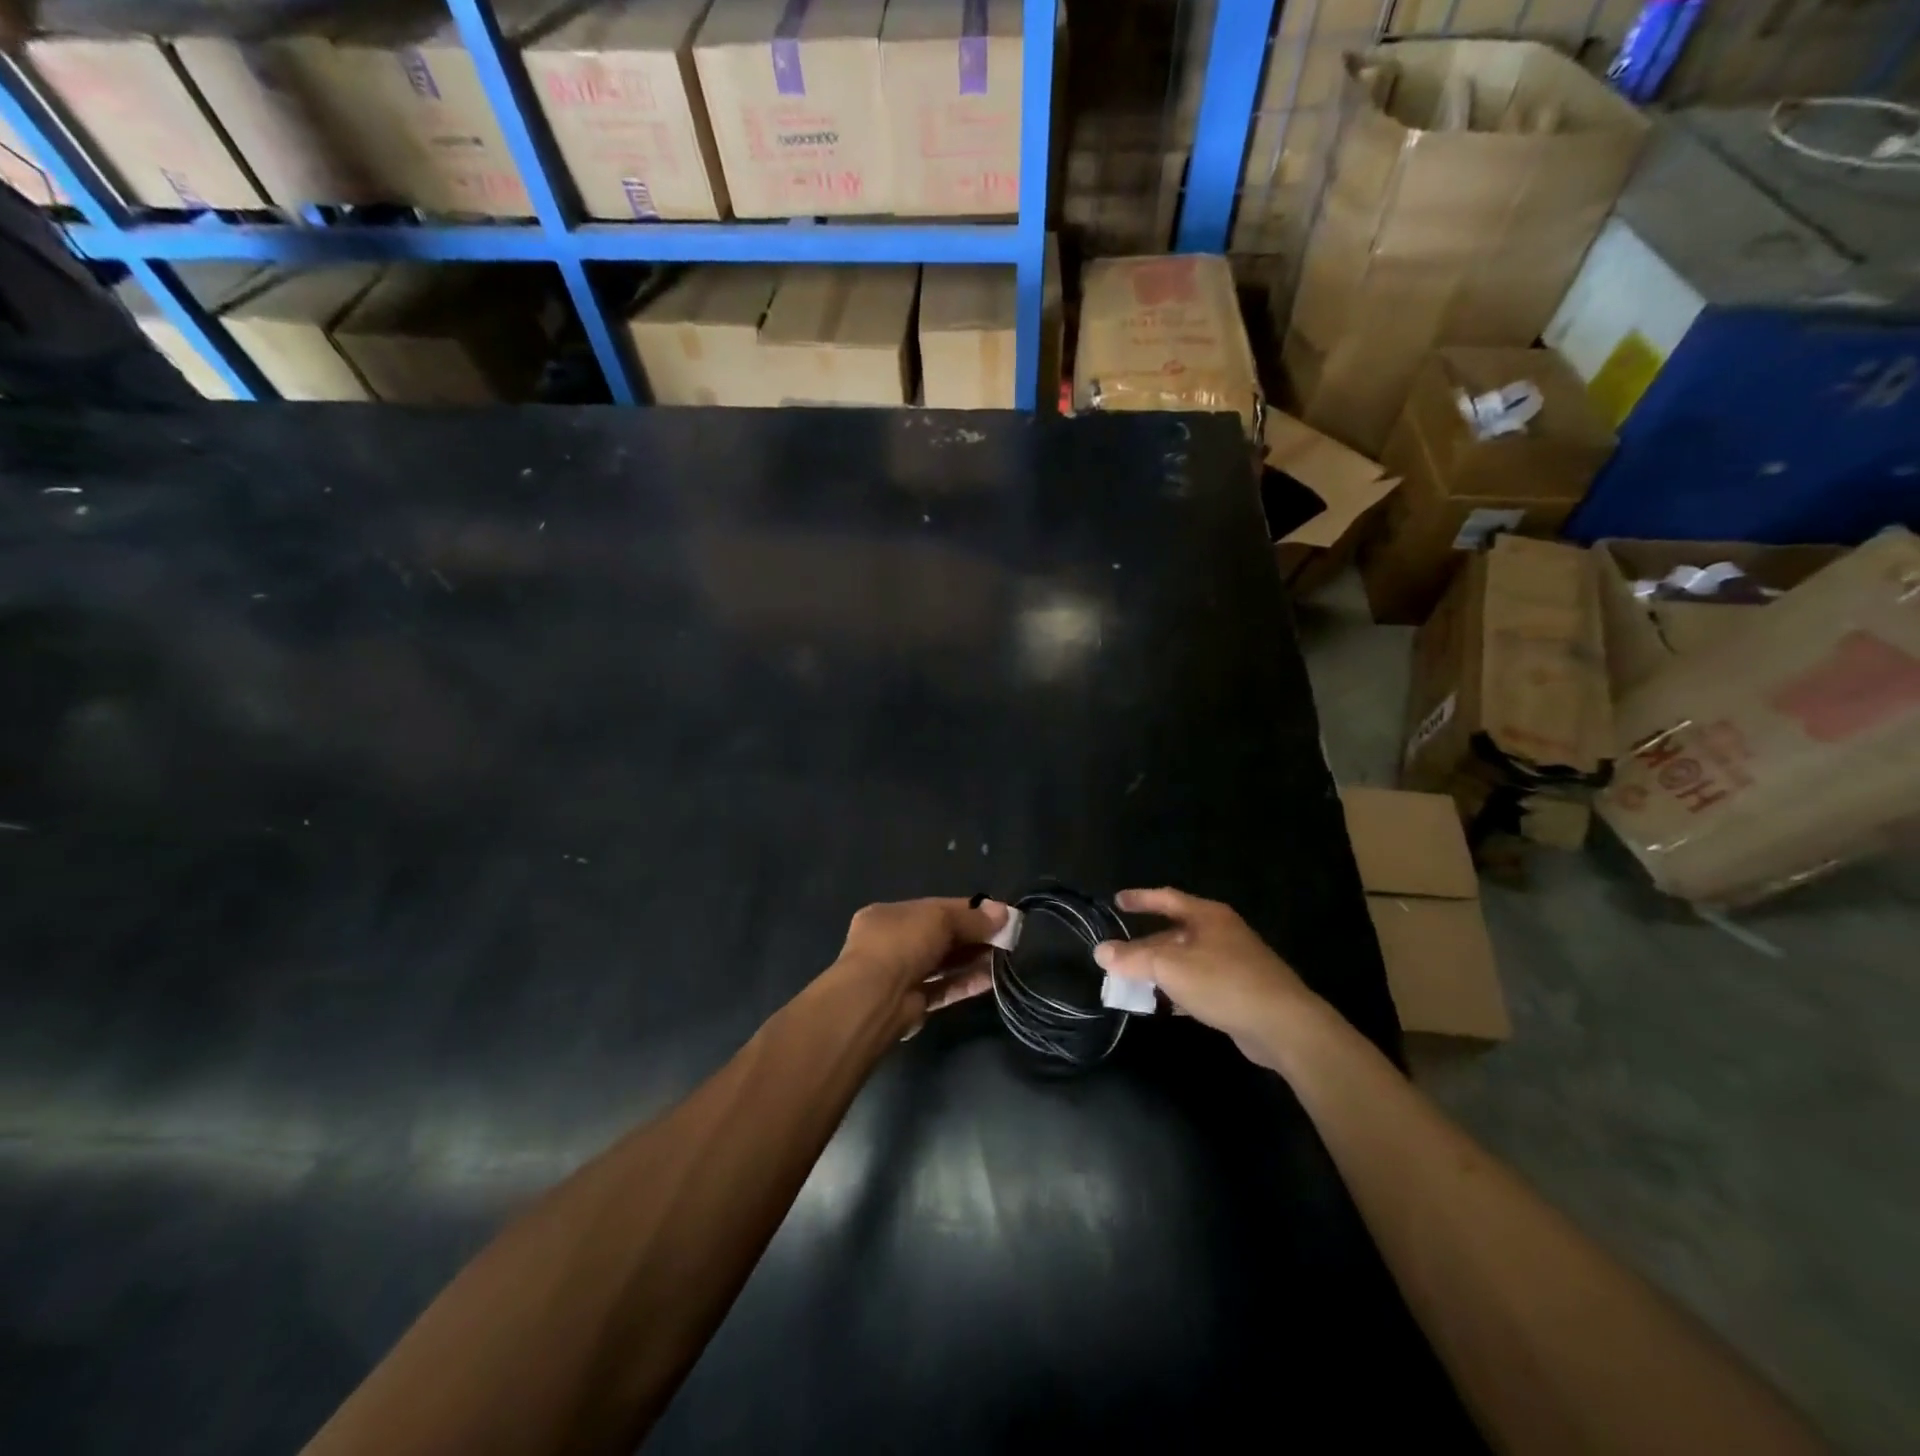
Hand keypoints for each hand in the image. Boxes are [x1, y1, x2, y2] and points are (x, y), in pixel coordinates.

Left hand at [831, 896, 1009, 1037]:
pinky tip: (991, 979)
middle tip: (1006, 938)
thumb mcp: (940, 919)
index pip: (935, 908)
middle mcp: (892, 943)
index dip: (968, 910)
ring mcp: (900, 974)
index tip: (998, 915)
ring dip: (972, 959)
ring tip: (1003, 957)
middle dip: (972, 936)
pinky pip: (943, 988)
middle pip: (940, 936)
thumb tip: (1005, 912)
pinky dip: (965, 983)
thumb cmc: (902, 943)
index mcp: (890, 915)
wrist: (874, 998)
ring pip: (942, 963)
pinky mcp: (912, 1003)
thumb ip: (973, 918)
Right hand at [1093, 888, 1322, 1066]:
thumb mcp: (1171, 968)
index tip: (1117, 901)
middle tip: (1117, 957)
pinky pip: (1199, 983)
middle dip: (1145, 945)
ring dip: (1160, 971)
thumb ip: (1133, 959)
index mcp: (1207, 916)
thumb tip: (1101, 952)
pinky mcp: (1239, 990)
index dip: (1140, 899)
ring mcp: (1233, 961)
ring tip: (1133, 983)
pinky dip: (1178, 990)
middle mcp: (1221, 932)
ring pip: (1186, 960)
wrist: (1284, 1025)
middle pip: (1174, 932)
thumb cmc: (1224, 983)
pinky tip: (1164, 1006)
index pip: (1166, 898)